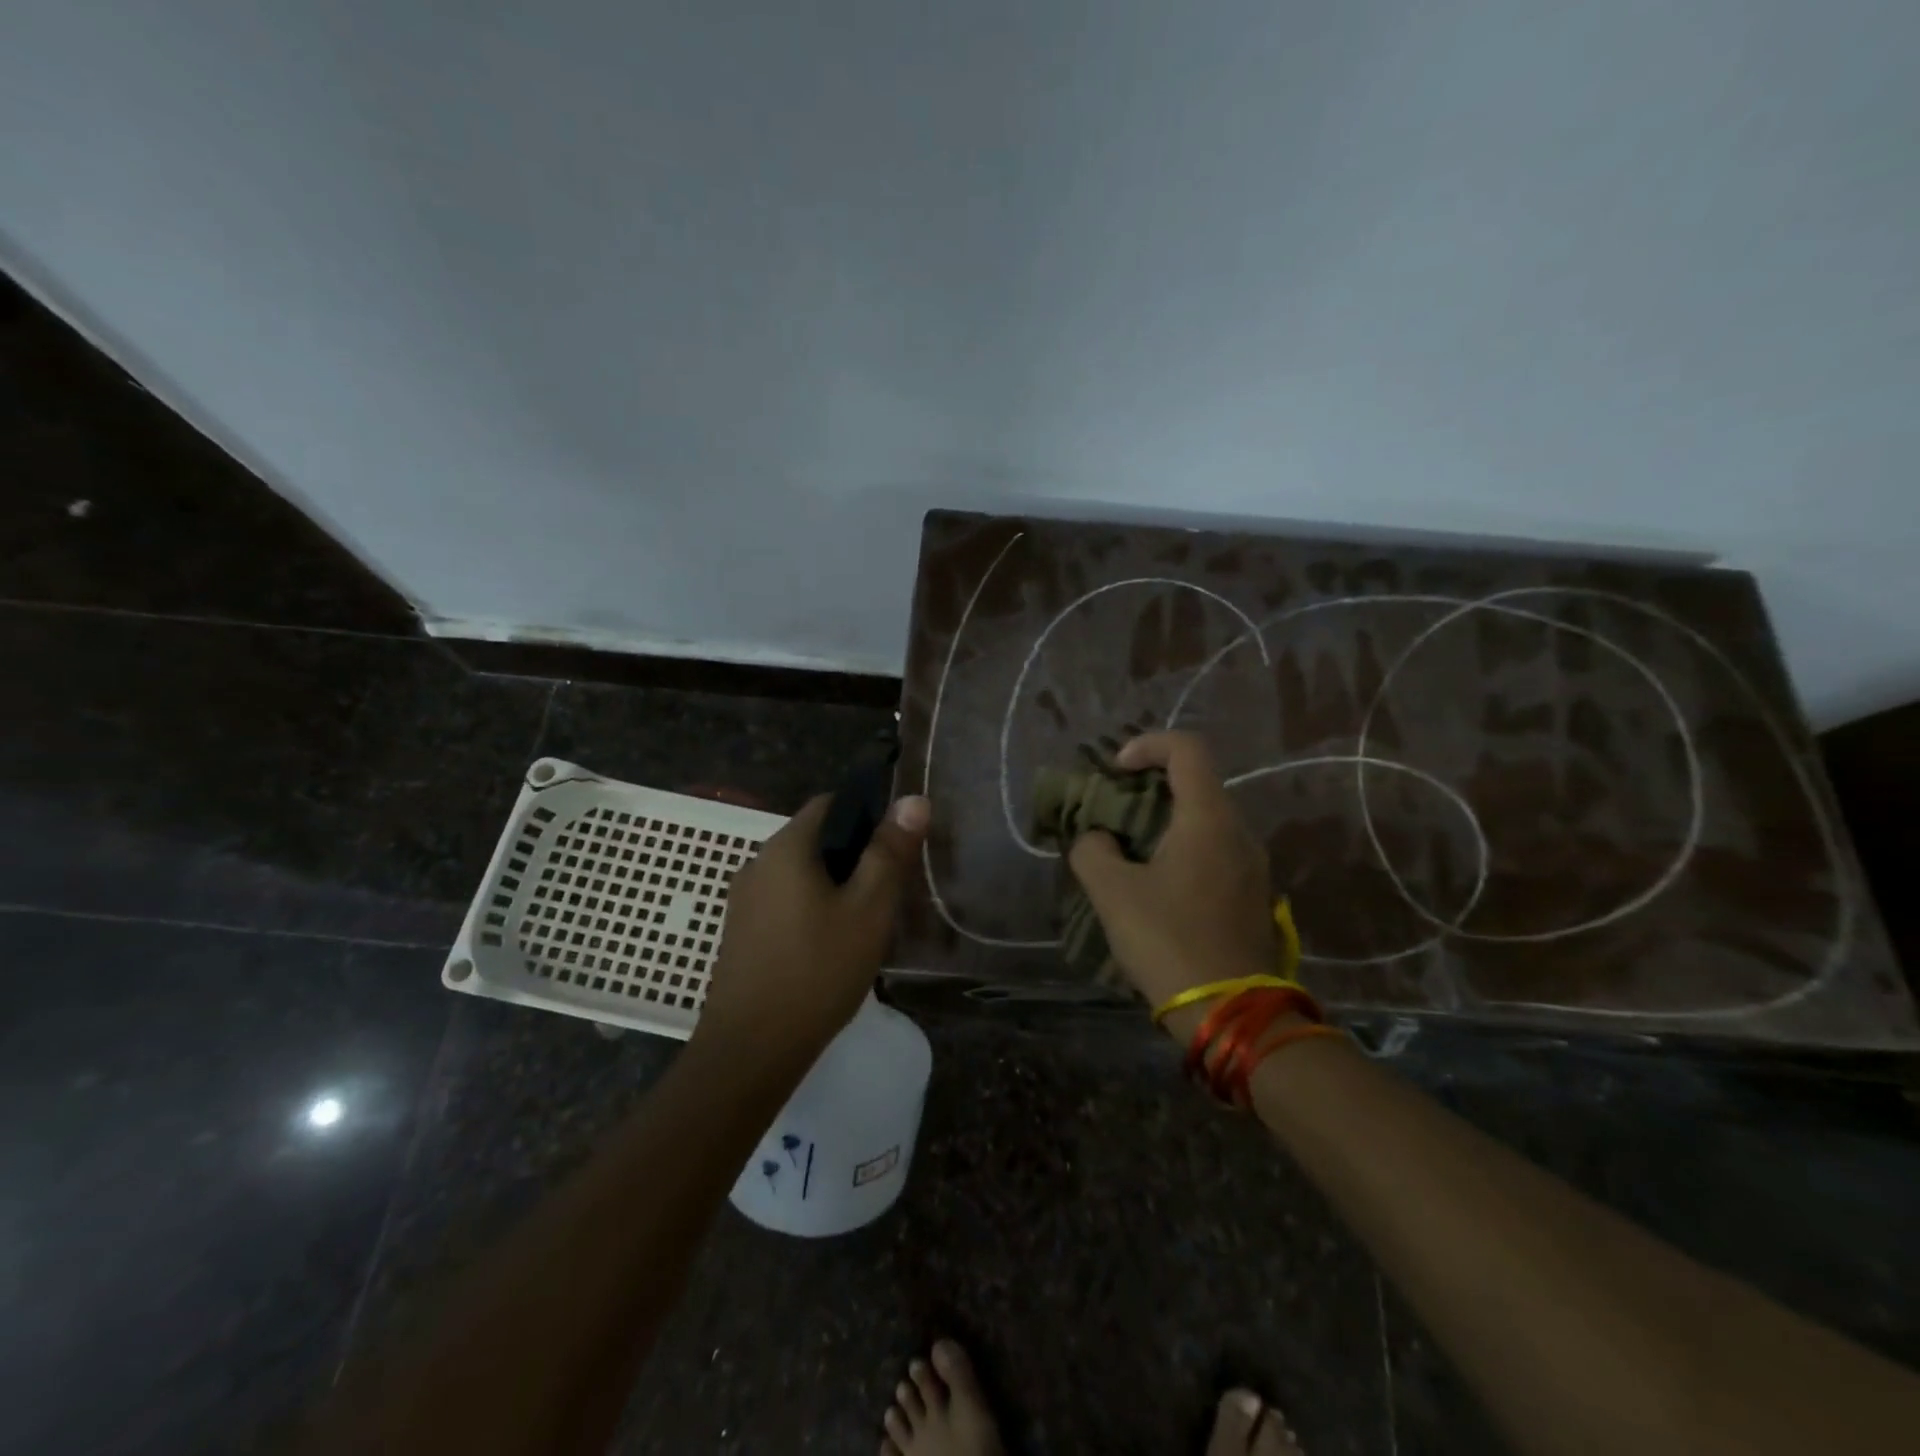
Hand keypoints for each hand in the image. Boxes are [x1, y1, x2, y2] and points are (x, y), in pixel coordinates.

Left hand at [697, 792, 931, 1066]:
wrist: (751, 1050)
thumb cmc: (817, 971)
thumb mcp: (868, 909)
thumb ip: (889, 852)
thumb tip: (914, 798)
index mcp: (786, 847)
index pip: (829, 803)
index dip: (867, 813)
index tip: (896, 845)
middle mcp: (757, 863)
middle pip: (814, 838)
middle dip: (854, 854)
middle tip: (889, 888)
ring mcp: (744, 900)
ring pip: (800, 874)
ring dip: (834, 885)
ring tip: (867, 919)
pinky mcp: (741, 933)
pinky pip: (784, 901)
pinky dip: (811, 908)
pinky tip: (832, 945)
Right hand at [1067, 732, 1275, 1016]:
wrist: (1231, 1014)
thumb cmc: (1169, 941)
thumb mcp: (1113, 893)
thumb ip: (1093, 851)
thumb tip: (1098, 839)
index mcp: (1208, 818)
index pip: (1186, 749)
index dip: (1147, 745)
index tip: (1115, 771)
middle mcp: (1239, 831)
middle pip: (1196, 782)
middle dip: (1149, 786)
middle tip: (1112, 811)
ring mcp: (1252, 865)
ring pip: (1206, 819)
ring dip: (1164, 821)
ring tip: (1126, 849)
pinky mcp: (1252, 894)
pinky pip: (1214, 850)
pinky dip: (1181, 847)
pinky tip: (1154, 883)